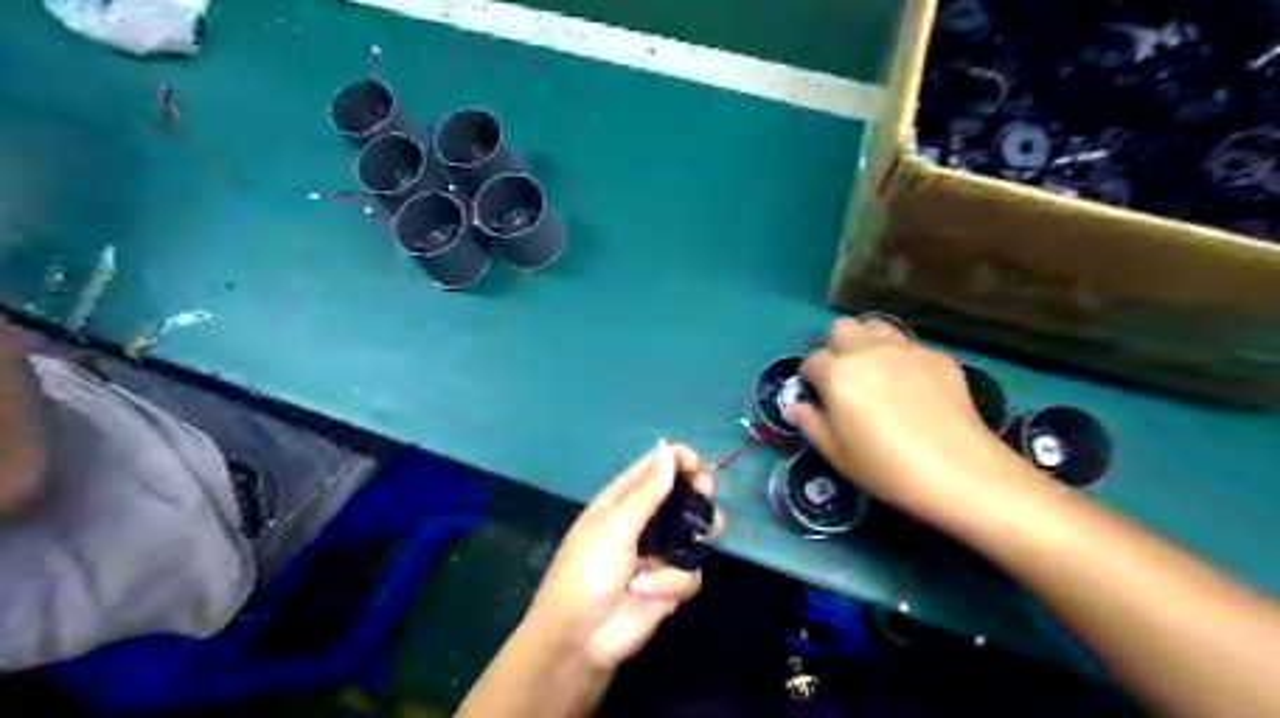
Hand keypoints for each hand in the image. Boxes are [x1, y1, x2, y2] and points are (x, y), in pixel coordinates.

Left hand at [520, 439, 717, 668]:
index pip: (655, 467)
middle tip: (706, 495)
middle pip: (683, 496)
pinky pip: (689, 573)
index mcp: (623, 500)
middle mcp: (644, 521)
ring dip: (693, 540)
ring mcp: (659, 553)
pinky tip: (646, 592)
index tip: (697, 468)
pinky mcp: (670, 585)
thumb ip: (647, 492)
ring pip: (695, 533)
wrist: (580, 638)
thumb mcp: (615, 527)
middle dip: (698, 495)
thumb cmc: (587, 572)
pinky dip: (670, 583)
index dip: (678, 460)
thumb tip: (668, 448)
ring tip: (698, 540)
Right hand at [792, 317, 1037, 529]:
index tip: (818, 397)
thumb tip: (796, 407)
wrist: (960, 472)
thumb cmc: (887, 469)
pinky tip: (909, 384)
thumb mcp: (838, 455)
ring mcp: (906, 349)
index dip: (811, 378)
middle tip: (843, 378)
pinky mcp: (937, 355)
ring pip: (875, 325)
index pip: (812, 361)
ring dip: (866, 342)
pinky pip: (908, 343)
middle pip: (841, 328)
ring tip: (873, 371)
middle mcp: (868, 351)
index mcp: (837, 373)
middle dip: (835, 347)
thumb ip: (811, 424)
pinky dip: (898, 355)